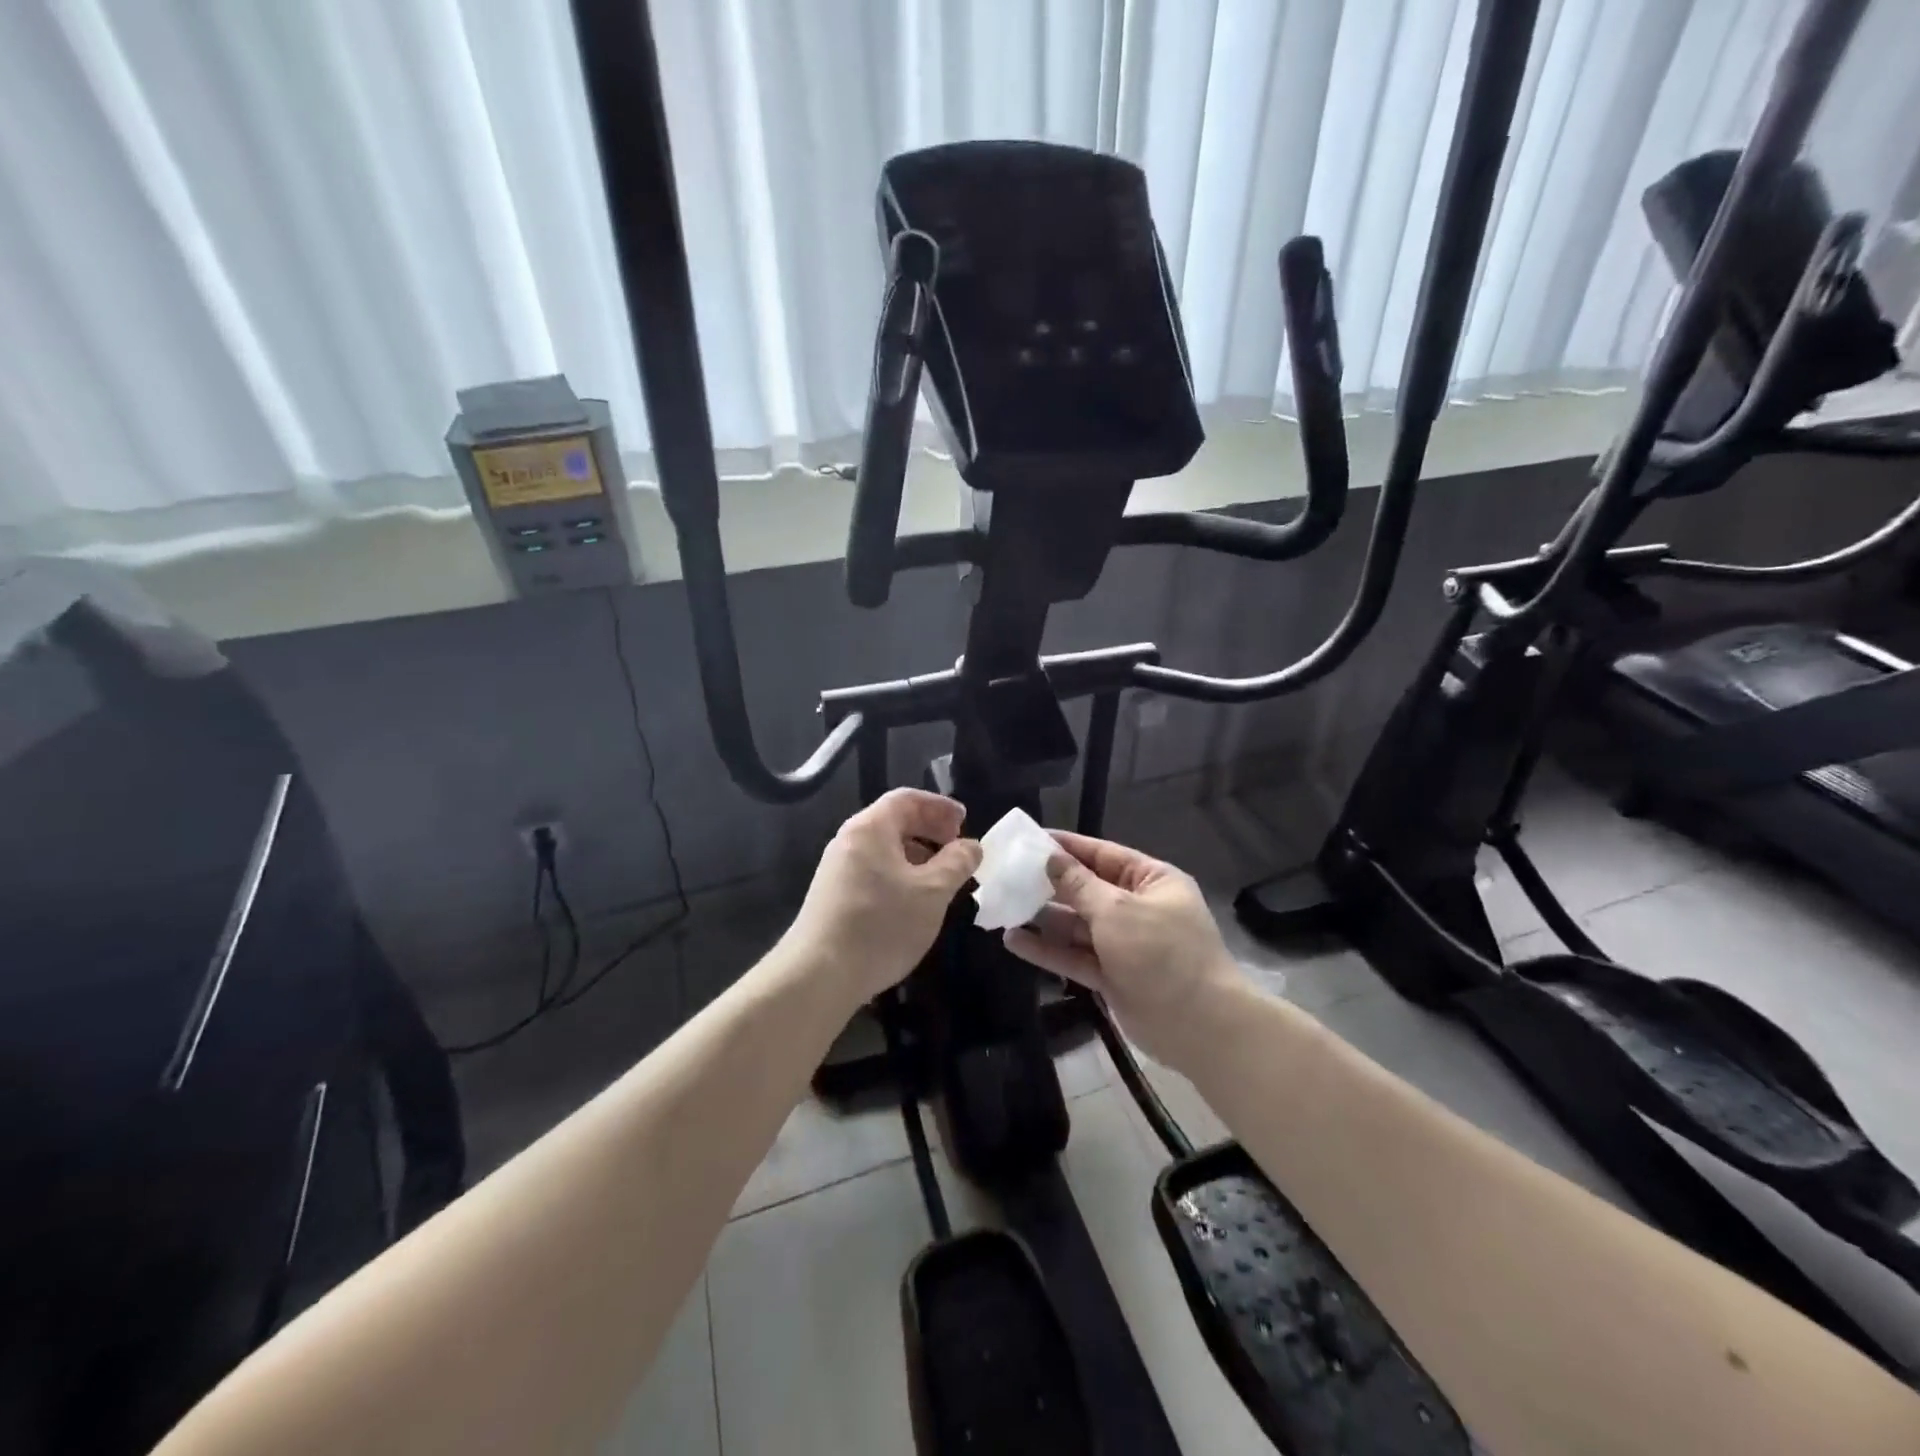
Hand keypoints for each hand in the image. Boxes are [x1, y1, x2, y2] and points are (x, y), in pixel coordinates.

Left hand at [784, 788, 981, 1006]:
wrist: (819, 975)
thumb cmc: (881, 924)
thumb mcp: (931, 893)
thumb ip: (956, 863)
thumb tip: (971, 846)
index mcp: (870, 828)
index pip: (907, 799)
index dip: (939, 806)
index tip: (965, 822)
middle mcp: (850, 840)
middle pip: (894, 820)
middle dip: (930, 830)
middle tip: (957, 848)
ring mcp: (838, 868)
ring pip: (884, 848)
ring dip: (917, 854)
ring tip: (942, 877)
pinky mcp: (834, 894)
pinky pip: (873, 869)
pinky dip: (899, 873)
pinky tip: (913, 900)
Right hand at [1003, 830, 1246, 1071]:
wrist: (1200, 1027)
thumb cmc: (1162, 953)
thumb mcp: (1118, 910)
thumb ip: (1079, 885)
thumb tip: (1051, 858)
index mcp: (1152, 881)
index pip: (1103, 854)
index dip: (1067, 847)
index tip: (1029, 840)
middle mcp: (1138, 908)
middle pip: (1086, 889)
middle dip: (1049, 884)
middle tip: (1006, 875)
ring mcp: (1124, 944)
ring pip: (1077, 925)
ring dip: (1043, 918)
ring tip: (1003, 907)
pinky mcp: (1112, 975)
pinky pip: (1075, 956)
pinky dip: (1047, 949)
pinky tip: (1013, 941)